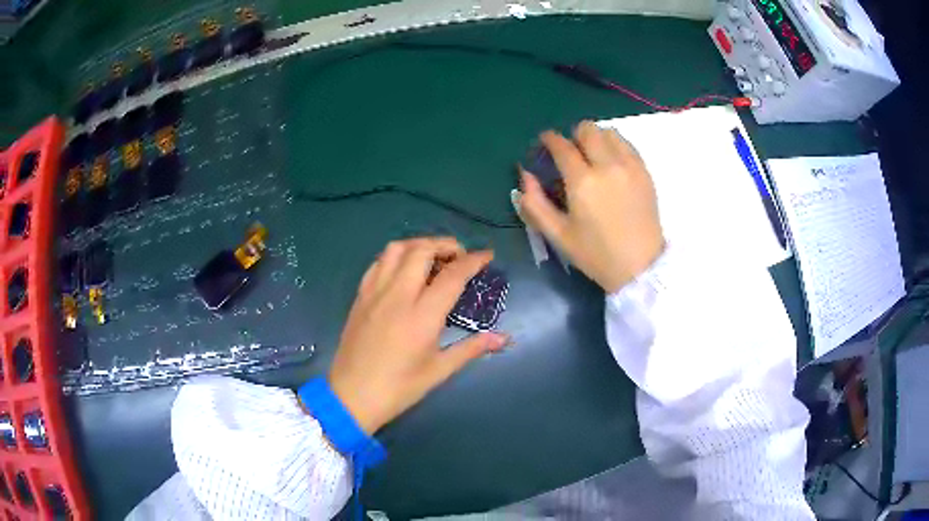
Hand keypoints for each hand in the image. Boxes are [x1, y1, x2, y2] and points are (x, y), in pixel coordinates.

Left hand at [329, 237, 509, 434]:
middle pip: (422, 250)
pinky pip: (377, 263)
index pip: (452, 275)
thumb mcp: (439, 370)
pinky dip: (395, 257)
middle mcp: (398, 295)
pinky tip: (403, 270)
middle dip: (446, 245)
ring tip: (432, 258)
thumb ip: (472, 348)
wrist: (352, 396)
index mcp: (422, 315)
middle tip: (459, 257)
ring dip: (418, 245)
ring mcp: (375, 293)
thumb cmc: (399, 387)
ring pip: (396, 249)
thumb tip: (503, 339)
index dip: (473, 261)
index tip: (487, 256)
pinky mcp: (360, 296)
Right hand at [518, 121, 664, 293]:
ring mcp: (629, 167)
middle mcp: (607, 166)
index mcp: (582, 182)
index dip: (549, 139)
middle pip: (587, 130)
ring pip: (609, 132)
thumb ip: (535, 204)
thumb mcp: (558, 235)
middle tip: (571, 153)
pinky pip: (627, 145)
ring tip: (593, 156)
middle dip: (573, 135)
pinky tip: (611, 163)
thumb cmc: (596, 255)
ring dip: (596, 138)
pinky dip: (615, 146)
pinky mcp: (645, 172)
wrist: (640, 267)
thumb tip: (524, 175)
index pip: (562, 145)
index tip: (545, 142)